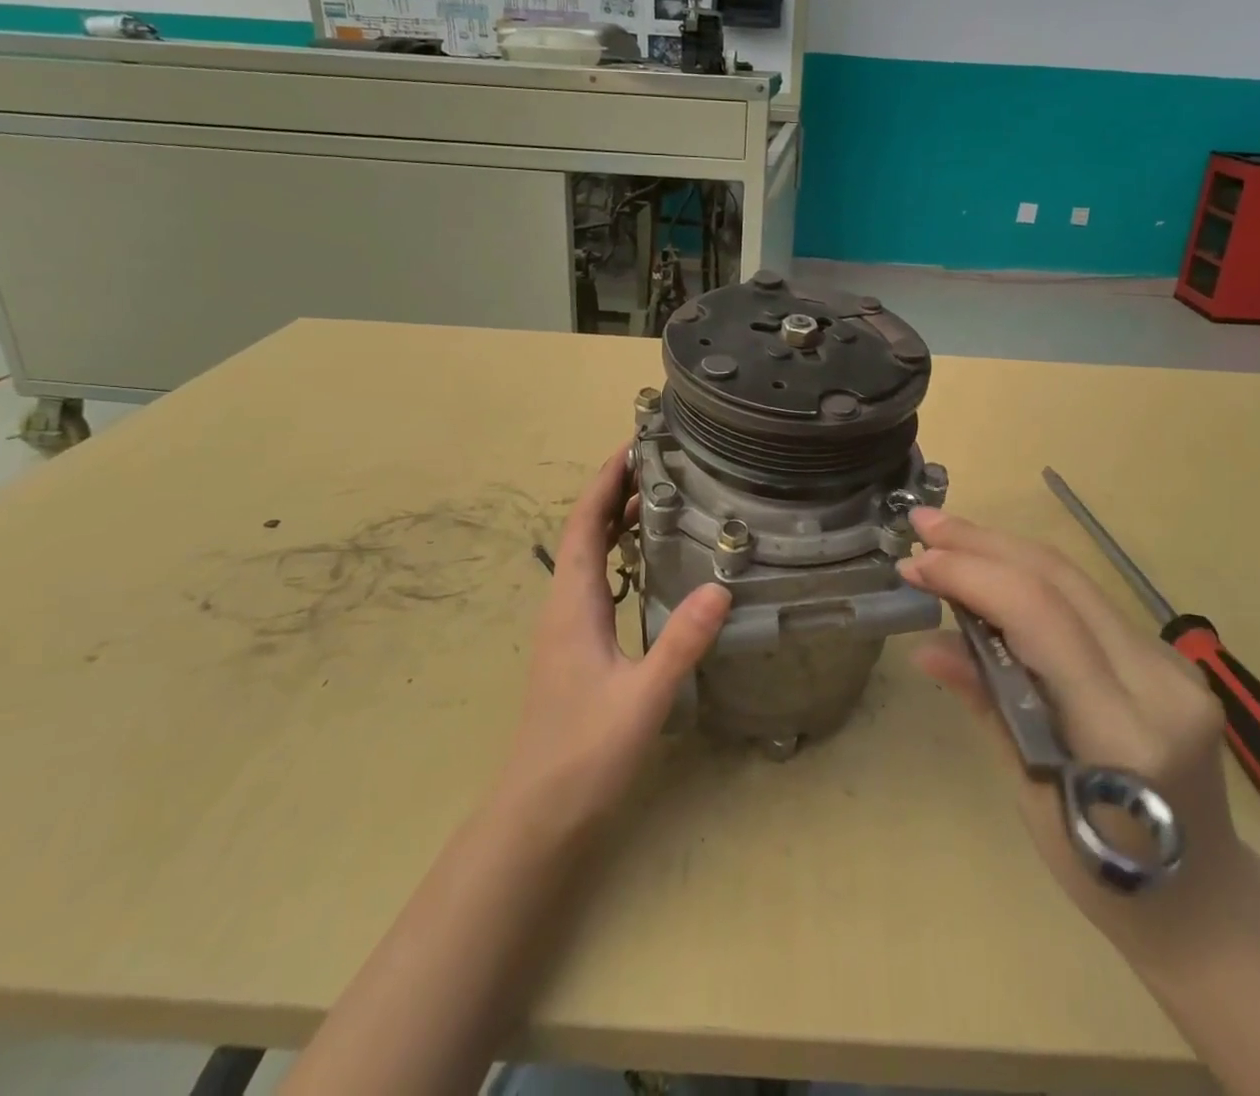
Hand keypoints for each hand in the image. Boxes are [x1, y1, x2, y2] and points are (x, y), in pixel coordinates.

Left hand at [492, 446, 730, 838]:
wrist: (537, 813)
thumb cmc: (583, 752)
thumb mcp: (642, 697)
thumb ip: (681, 642)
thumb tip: (721, 586)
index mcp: (572, 603)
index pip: (584, 524)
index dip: (604, 482)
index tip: (631, 445)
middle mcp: (564, 605)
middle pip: (584, 532)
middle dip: (613, 493)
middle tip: (658, 464)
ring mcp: (566, 627)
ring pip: (589, 557)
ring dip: (615, 523)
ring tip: (658, 500)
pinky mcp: (575, 647)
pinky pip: (596, 582)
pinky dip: (618, 556)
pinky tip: (648, 566)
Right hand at [902, 507, 1259, 965]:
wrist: (1209, 902)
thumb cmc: (1105, 875)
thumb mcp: (1030, 796)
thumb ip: (987, 703)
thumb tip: (926, 646)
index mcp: (1121, 732)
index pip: (1040, 617)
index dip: (972, 576)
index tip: (915, 565)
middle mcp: (1157, 683)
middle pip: (1060, 580)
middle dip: (982, 543)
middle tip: (924, 526)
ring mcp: (1172, 665)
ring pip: (1075, 579)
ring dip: (1003, 550)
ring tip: (947, 536)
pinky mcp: (1168, 658)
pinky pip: (1088, 601)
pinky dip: (1030, 578)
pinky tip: (993, 571)